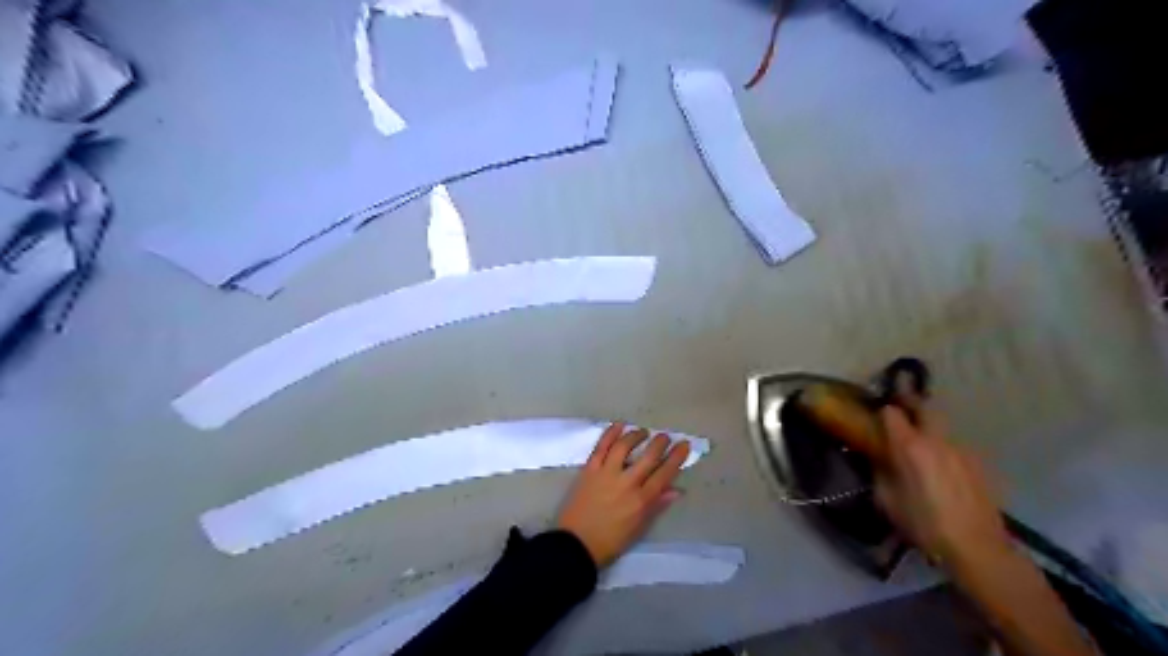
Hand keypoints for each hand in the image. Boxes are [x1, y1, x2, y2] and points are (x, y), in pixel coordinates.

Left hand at [553, 423, 685, 566]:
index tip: (684, 445)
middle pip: (648, 457)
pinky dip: (611, 433)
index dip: (676, 457)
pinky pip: (601, 447)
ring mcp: (607, 474)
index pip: (664, 474)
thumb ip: (657, 506)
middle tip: (665, 436)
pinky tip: (619, 426)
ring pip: (625, 446)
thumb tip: (676, 490)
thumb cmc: (610, 541)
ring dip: (636, 435)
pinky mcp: (590, 469)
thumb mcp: (639, 528)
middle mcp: (627, 483)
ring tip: (643, 432)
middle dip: (660, 443)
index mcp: (641, 501)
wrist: (575, 544)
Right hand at [870, 405, 1009, 561]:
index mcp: (911, 447)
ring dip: (929, 425)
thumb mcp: (887, 500)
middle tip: (898, 401)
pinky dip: (943, 446)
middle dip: (910, 400)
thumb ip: (879, 472)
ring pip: (942, 425)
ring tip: (919, 440)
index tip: (875, 413)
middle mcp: (937, 440)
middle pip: (924, 406)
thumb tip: (877, 458)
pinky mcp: (978, 464)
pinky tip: (940, 466)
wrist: (978, 548)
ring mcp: (962, 450)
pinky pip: (954, 445)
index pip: (892, 413)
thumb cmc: (924, 524)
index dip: (882, 411)